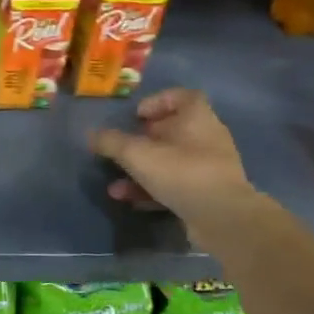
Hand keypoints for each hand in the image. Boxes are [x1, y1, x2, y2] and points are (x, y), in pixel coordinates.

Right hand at [90, 89, 256, 244]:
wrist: (222, 217)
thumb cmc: (181, 172)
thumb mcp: (137, 154)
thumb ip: (111, 142)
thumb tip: (91, 135)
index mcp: (197, 117)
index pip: (182, 96)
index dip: (157, 102)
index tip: (136, 116)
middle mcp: (207, 138)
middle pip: (173, 131)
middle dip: (144, 141)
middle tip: (123, 149)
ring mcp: (210, 167)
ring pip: (170, 162)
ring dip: (142, 171)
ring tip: (115, 185)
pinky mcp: (207, 193)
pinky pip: (176, 185)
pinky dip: (152, 190)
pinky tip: (131, 201)